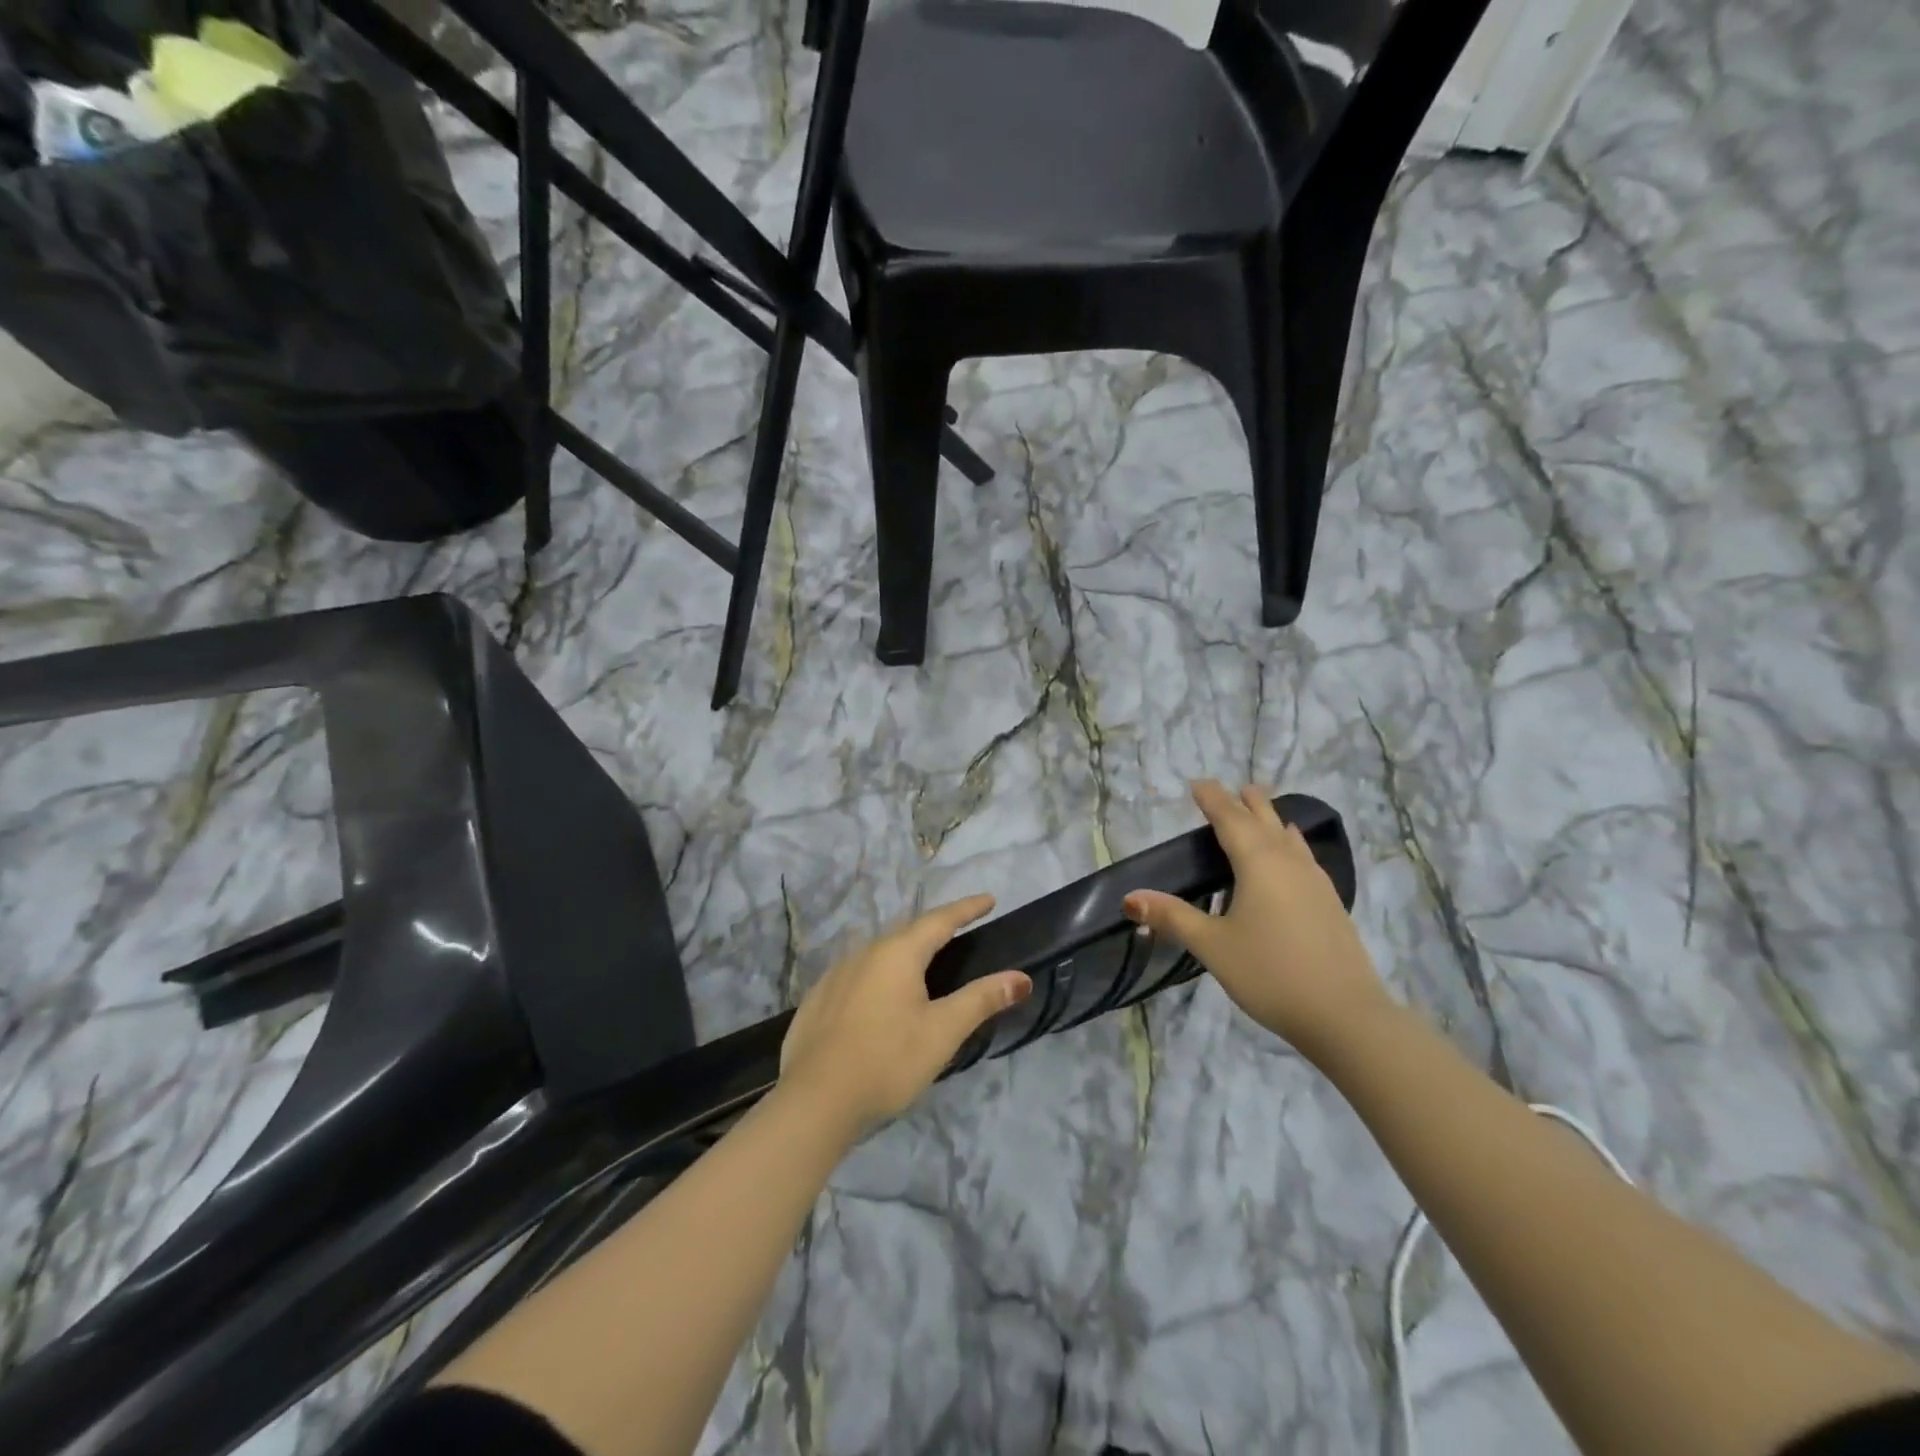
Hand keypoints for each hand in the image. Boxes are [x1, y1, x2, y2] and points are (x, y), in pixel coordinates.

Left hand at [778, 894, 1032, 1134]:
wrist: (814, 1101)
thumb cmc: (888, 1060)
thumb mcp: (943, 1031)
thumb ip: (982, 999)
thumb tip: (1021, 977)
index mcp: (898, 953)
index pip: (940, 920)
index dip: (966, 909)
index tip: (988, 899)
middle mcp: (865, 952)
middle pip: (907, 933)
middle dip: (934, 929)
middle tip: (958, 931)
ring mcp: (836, 975)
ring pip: (878, 954)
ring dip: (904, 953)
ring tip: (921, 965)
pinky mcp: (817, 1000)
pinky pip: (856, 975)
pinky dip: (877, 977)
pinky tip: (879, 999)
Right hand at [1124, 781, 1389, 1060]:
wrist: (1345, 1015)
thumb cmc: (1270, 973)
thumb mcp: (1212, 946)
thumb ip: (1172, 918)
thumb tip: (1130, 899)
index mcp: (1258, 863)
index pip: (1231, 819)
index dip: (1213, 799)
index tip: (1198, 783)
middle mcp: (1288, 862)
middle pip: (1265, 820)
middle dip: (1246, 802)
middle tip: (1232, 789)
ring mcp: (1315, 882)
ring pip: (1289, 837)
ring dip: (1271, 819)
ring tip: (1262, 810)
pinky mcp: (1329, 903)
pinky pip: (1303, 857)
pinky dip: (1288, 844)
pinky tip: (1290, 860)